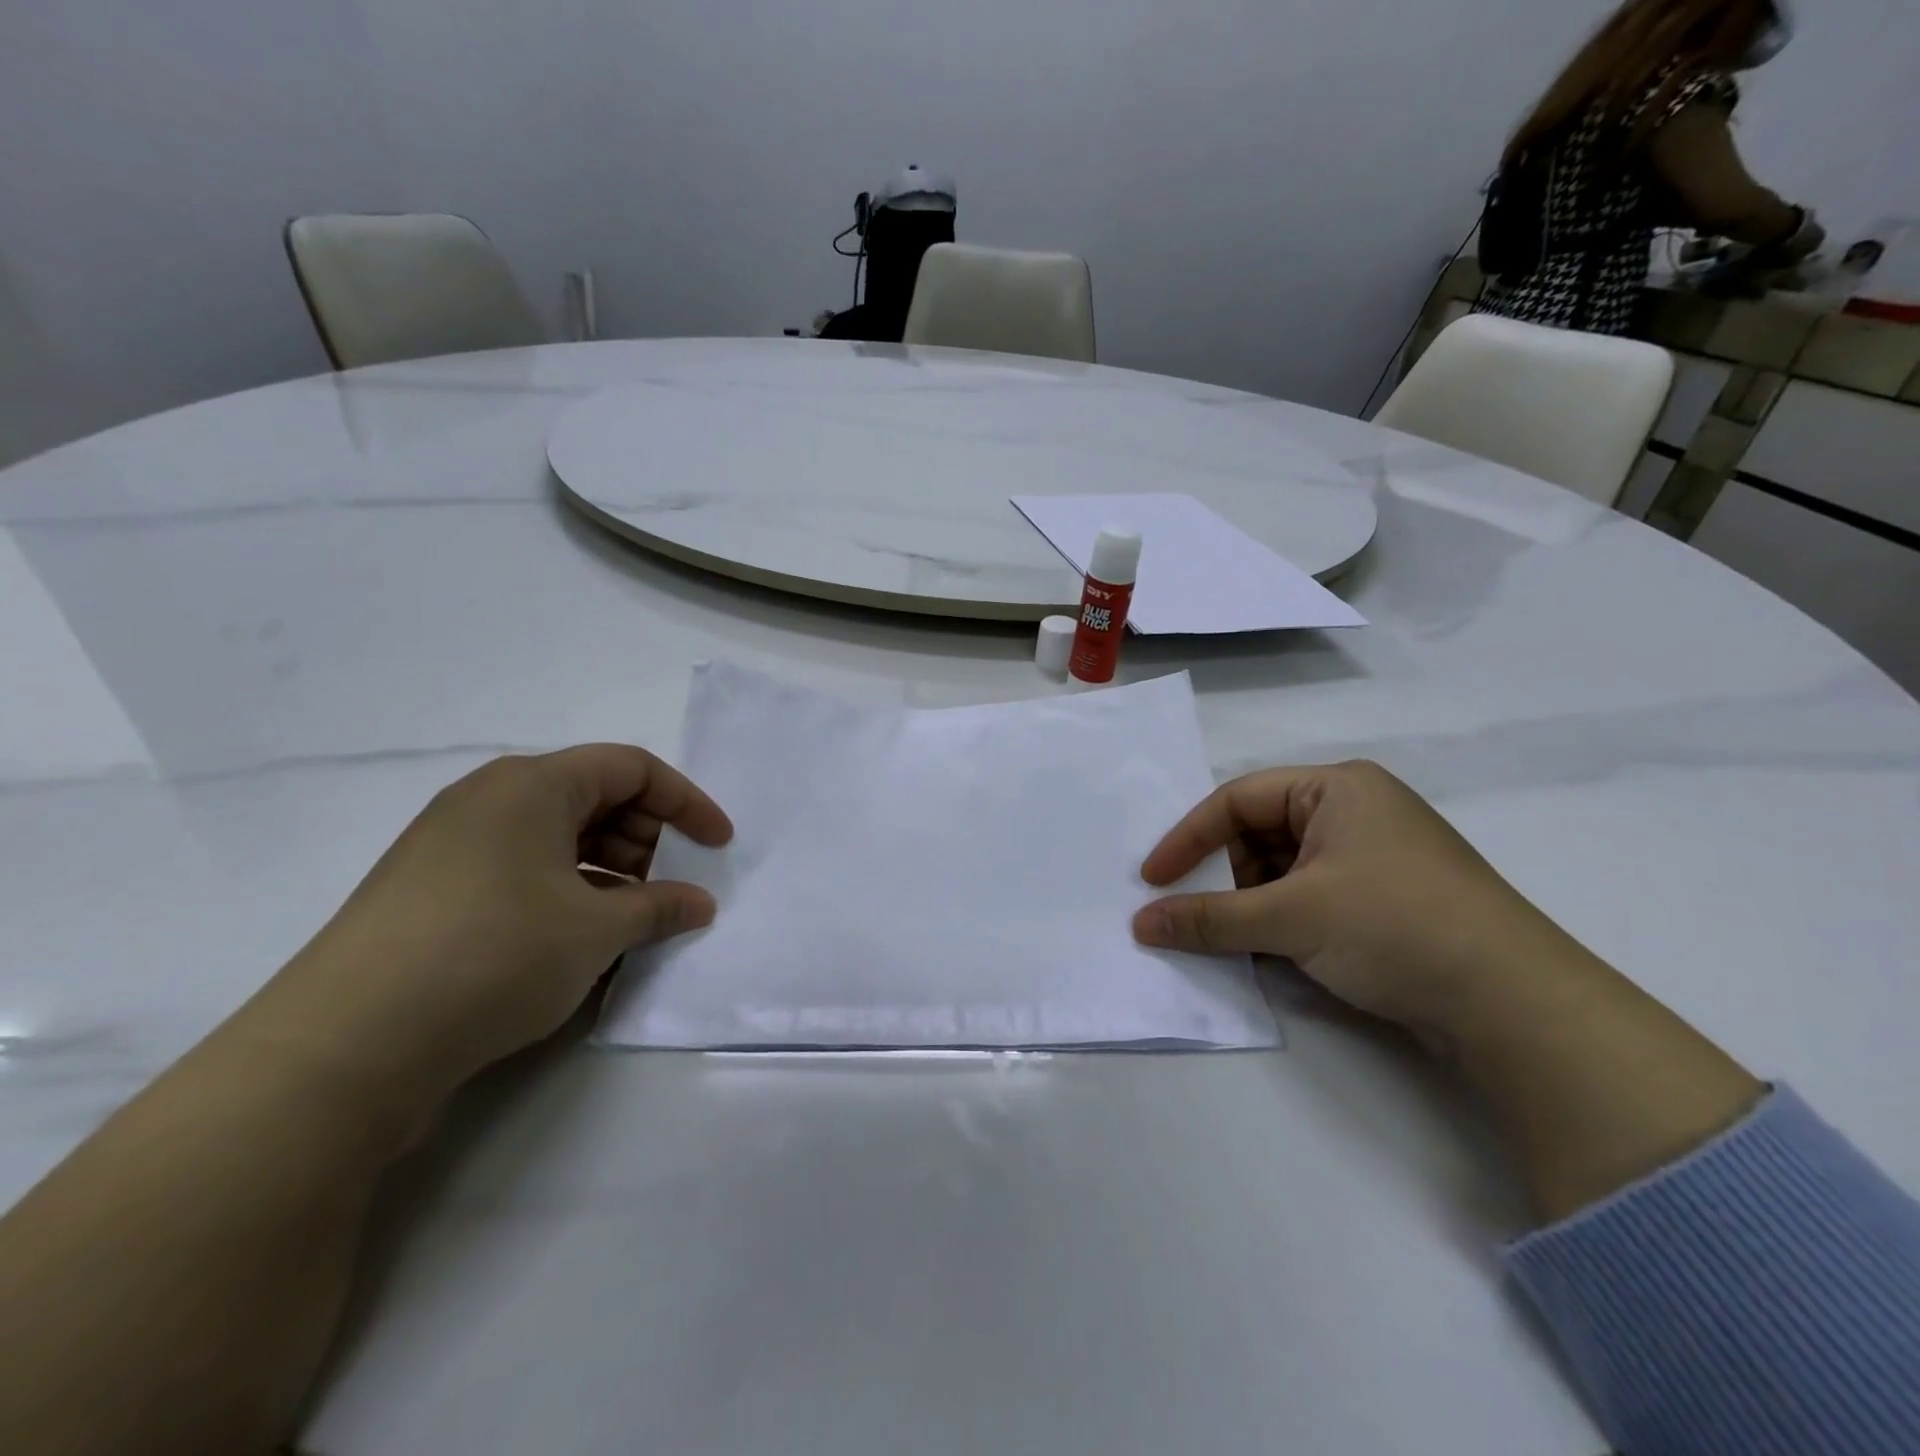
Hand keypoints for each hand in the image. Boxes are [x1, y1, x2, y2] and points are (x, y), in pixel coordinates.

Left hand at [242, 746, 732, 1109]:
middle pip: (594, 795)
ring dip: (607, 867)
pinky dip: (565, 889)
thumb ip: (660, 907)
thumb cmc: (494, 956)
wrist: (344, 1047)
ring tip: (625, 920)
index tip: (720, 844)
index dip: (687, 802)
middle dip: (645, 836)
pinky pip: (521, 867)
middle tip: (666, 888)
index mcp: (531, 785)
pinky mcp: (429, 889)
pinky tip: (575, 938)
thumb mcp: (597, 930)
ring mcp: (451, 844)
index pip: (632, 768)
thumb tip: (699, 903)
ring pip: (556, 834)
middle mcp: (488, 799)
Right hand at [1133, 761, 1761, 1219]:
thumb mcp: (1290, 918)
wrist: (1516, 1004)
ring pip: (1283, 868)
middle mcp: (1355, 810)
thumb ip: (1207, 919)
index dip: (1187, 839)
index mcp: (1336, 788)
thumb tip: (1139, 925)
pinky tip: (1276, 951)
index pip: (1237, 800)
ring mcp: (1374, 855)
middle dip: (1225, 875)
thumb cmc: (1393, 926)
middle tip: (1201, 914)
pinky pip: (1311, 894)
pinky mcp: (1387, 897)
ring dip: (1253, 902)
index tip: (1152, 881)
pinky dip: (1284, 919)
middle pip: (1259, 833)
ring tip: (1242, 939)